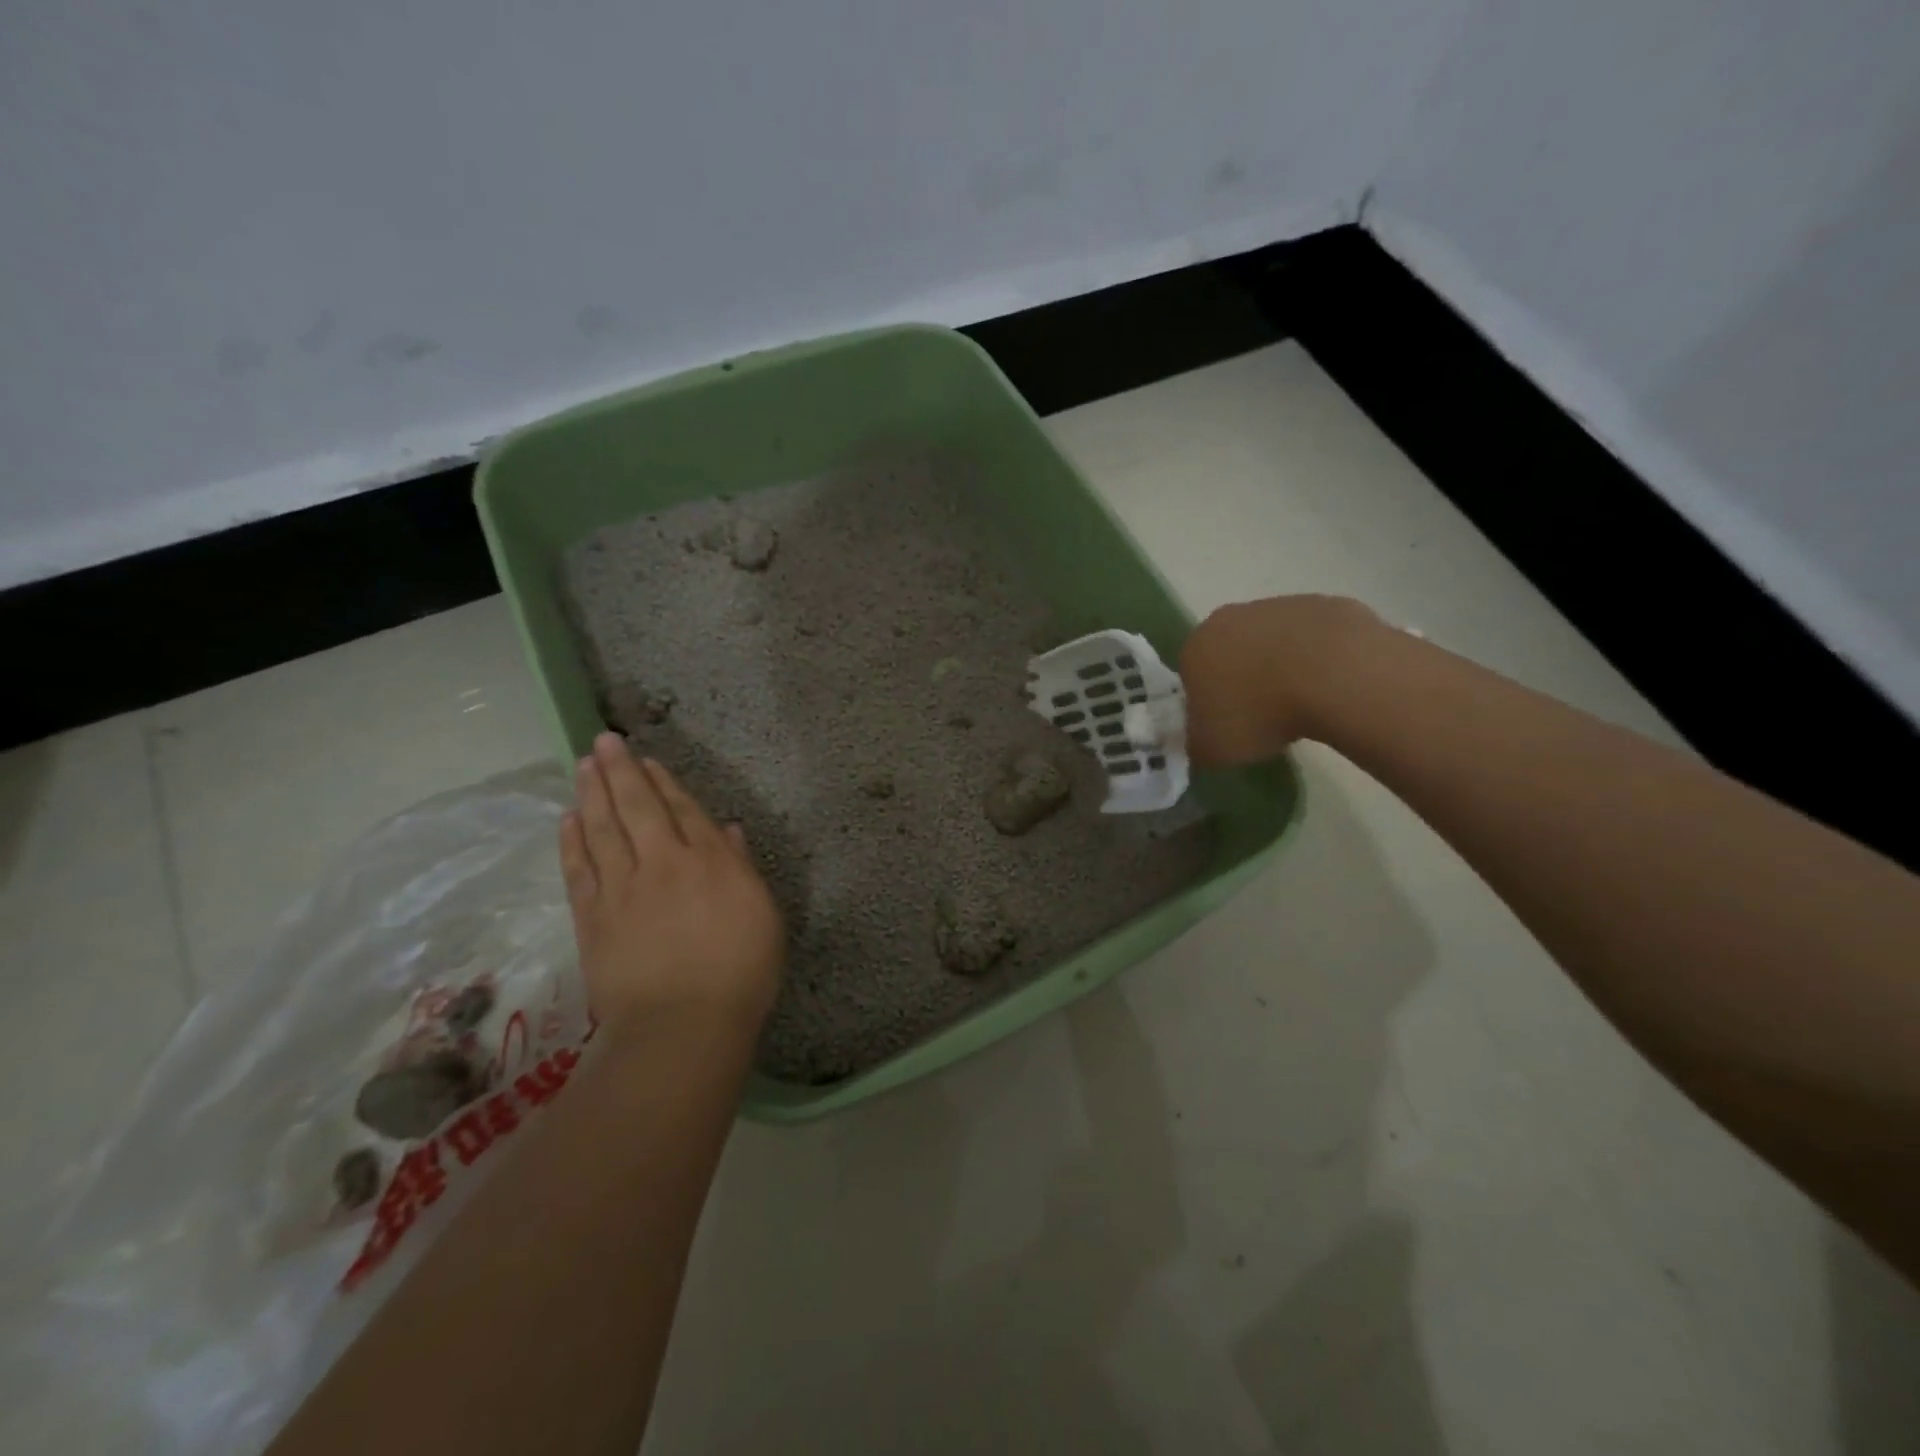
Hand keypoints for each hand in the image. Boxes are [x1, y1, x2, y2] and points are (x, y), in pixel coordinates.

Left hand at [561, 734, 785, 1035]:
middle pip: (636, 808)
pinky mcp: (593, 918)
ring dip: (591, 794)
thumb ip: (741, 868)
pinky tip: (567, 820)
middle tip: (603, 741)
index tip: (646, 759)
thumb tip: (727, 831)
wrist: (682, 1026)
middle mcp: (662, 864)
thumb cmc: (740, 972)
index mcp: (709, 861)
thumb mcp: (762, 914)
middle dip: (620, 772)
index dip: (664, 782)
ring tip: (582, 766)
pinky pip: (579, 869)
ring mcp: (622, 889)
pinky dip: (571, 841)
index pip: (683, 810)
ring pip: (602, 829)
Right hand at [1179, 595, 1382, 764]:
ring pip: (1276, 642)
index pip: (1192, 675)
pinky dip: (1322, 660)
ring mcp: (1284, 606)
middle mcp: (1233, 617)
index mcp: (1197, 646)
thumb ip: (1198, 742)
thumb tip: (1203, 740)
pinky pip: (1318, 639)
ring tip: (1303, 704)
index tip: (1228, 726)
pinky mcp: (1329, 606)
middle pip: (1233, 651)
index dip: (1209, 702)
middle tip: (1264, 716)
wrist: (1335, 677)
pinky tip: (1333, 686)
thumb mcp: (1211, 748)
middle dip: (1244, 679)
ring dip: (1283, 667)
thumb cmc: (1258, 713)